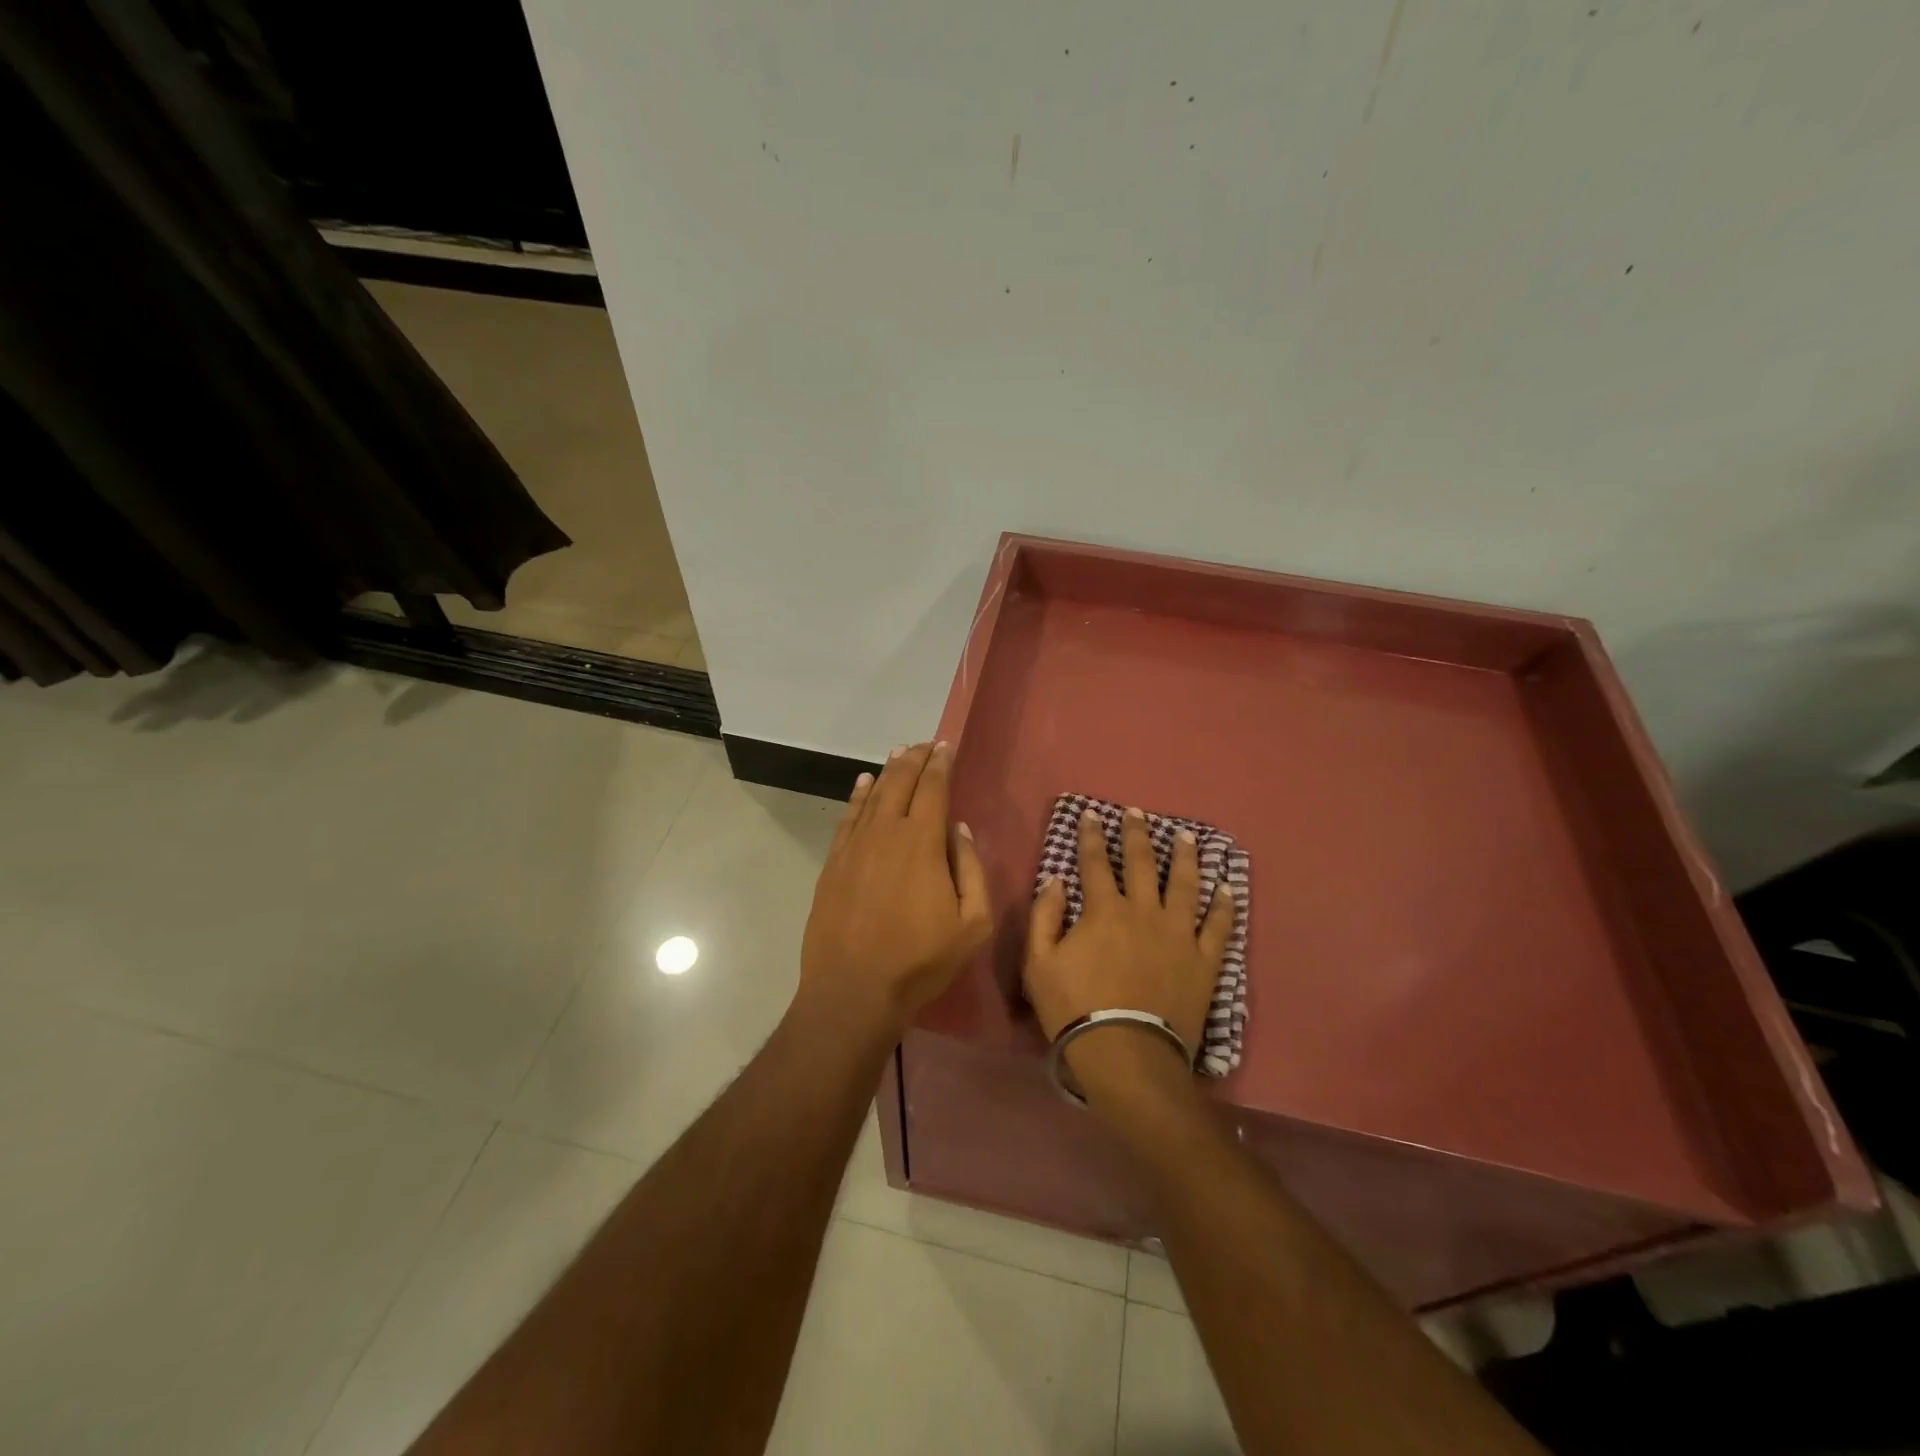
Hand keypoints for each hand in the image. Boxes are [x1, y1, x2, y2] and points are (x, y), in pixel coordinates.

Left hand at [800, 741, 991, 1036]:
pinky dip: (858, 796)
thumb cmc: (920, 961)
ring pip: (872, 795)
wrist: (853, 990)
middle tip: (924, 745)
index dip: (940, 764)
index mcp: (922, 842)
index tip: (945, 746)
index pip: (933, 788)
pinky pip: (848, 817)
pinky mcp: (833, 863)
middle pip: (900, 783)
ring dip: (888, 771)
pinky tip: (864, 784)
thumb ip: (972, 870)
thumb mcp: (971, 924)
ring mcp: (854, 846)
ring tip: (899, 754)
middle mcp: (886, 832)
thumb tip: (961, 830)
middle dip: (914, 759)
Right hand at [1024, 806, 1236, 1090]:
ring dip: (1185, 857)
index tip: (1090, 815)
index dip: (1091, 836)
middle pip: (1143, 862)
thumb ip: (1044, 917)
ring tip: (1187, 836)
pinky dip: (1223, 905)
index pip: (1096, 862)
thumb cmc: (1075, 1009)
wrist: (1126, 1055)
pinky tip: (1226, 888)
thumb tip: (1056, 881)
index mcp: (1103, 910)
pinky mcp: (1204, 961)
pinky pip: (1218, 926)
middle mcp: (1144, 911)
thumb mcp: (1038, 963)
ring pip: (1185, 884)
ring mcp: (1179, 934)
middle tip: (1138, 813)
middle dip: (1138, 834)